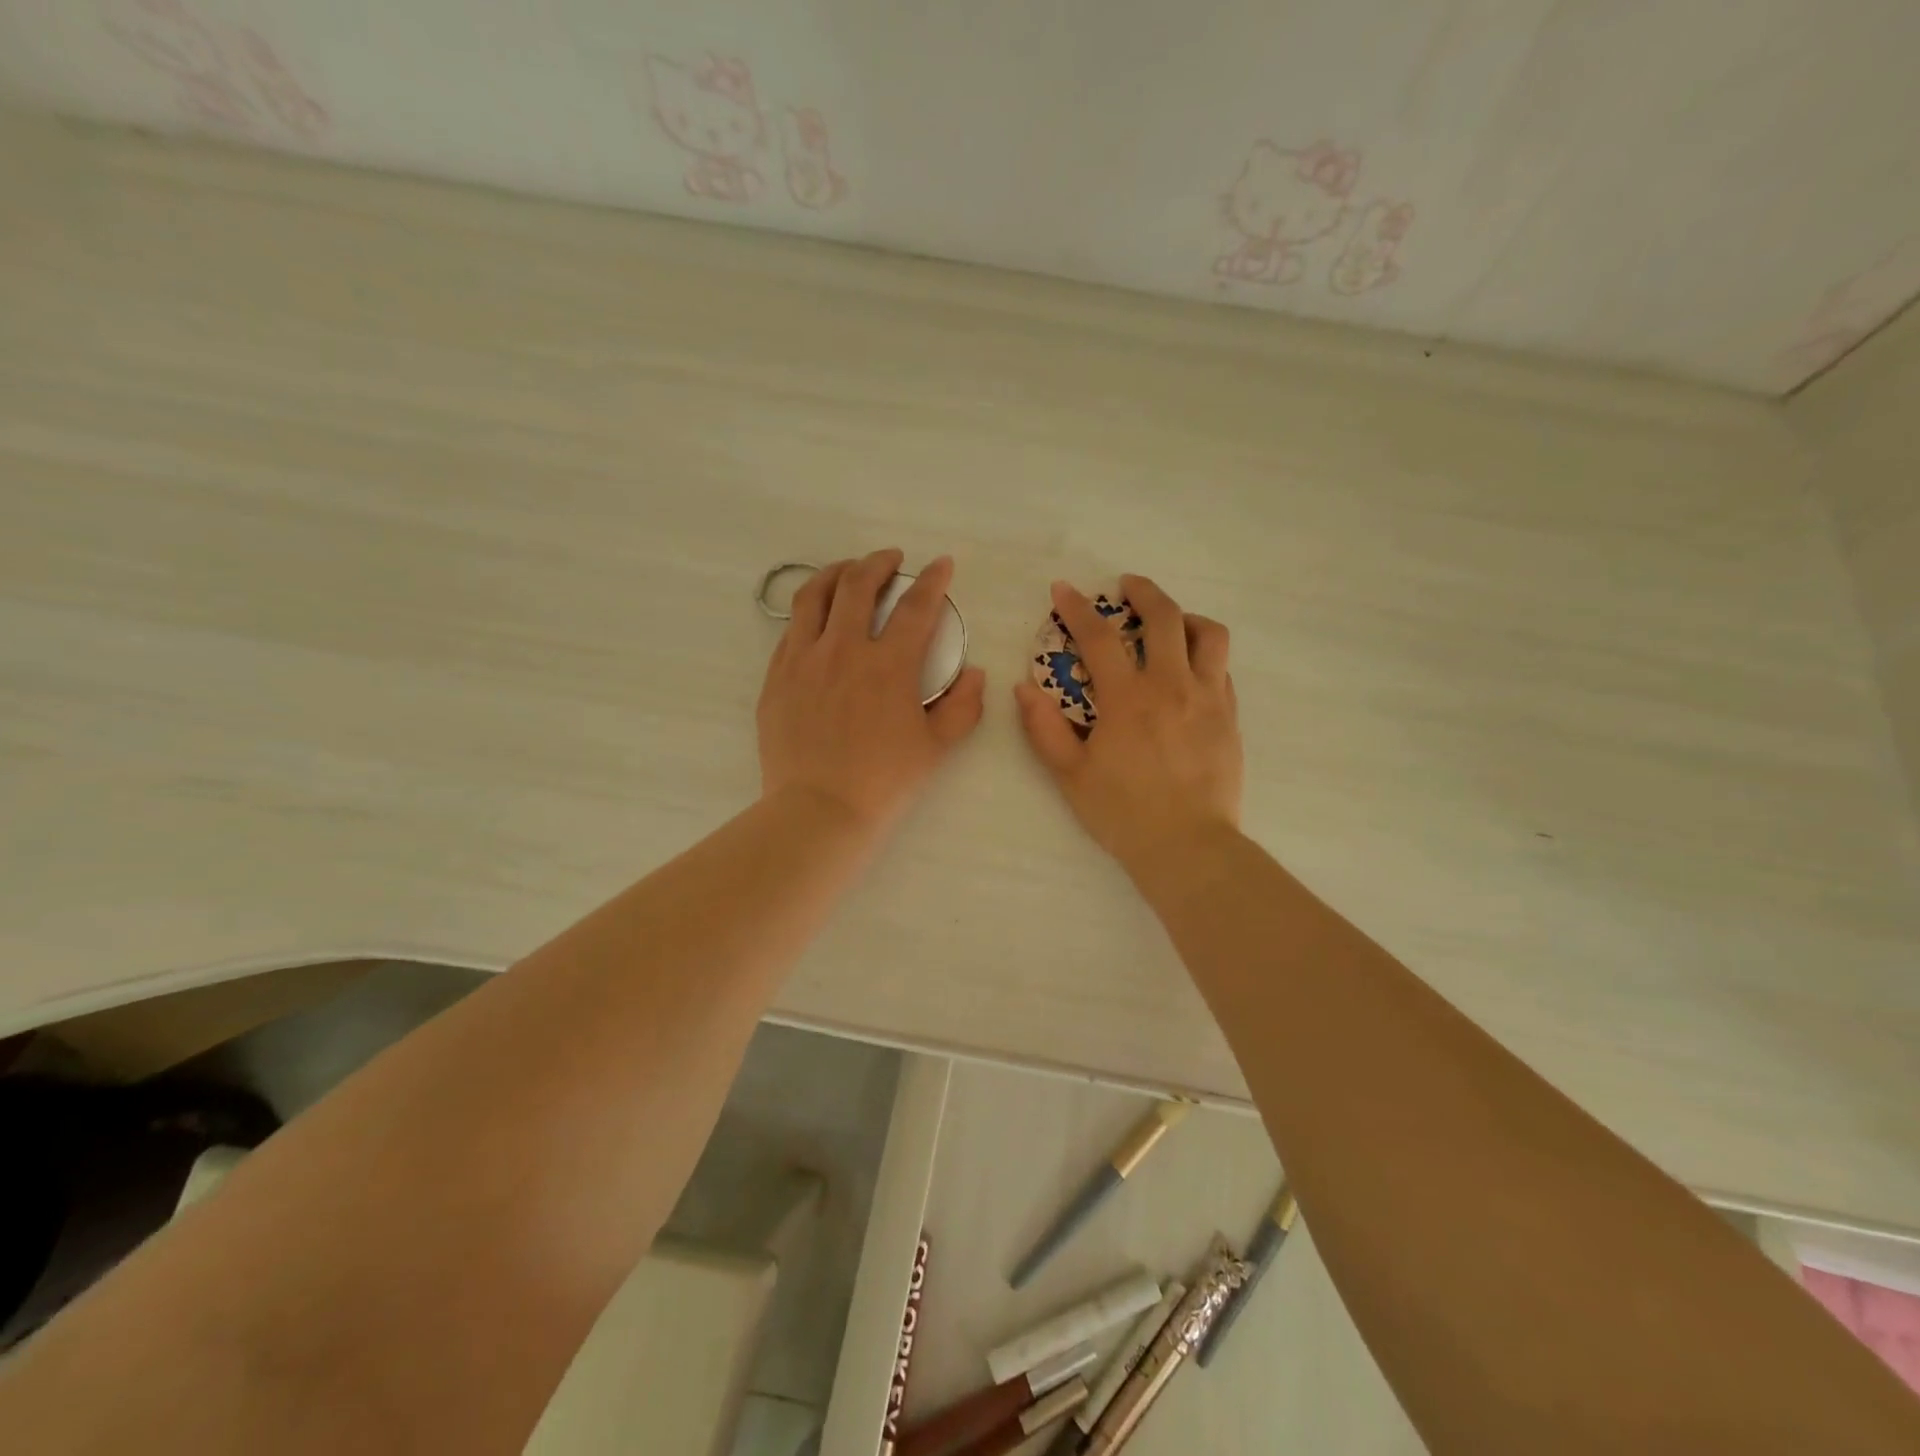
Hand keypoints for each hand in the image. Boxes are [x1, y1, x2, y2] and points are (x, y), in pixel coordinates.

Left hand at [758, 549, 985, 833]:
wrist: (819, 810)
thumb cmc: (884, 781)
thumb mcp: (937, 748)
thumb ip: (963, 707)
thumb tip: (974, 674)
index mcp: (888, 665)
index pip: (916, 607)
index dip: (933, 580)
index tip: (941, 565)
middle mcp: (842, 649)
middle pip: (857, 584)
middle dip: (878, 563)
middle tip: (890, 560)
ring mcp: (802, 660)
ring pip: (812, 595)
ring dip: (834, 573)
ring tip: (847, 572)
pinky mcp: (776, 678)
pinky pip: (790, 630)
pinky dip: (808, 613)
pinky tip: (816, 620)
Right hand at [1014, 575, 1242, 874]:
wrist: (1188, 846)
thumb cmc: (1123, 813)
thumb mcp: (1070, 775)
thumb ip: (1045, 729)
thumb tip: (1024, 688)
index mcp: (1128, 699)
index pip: (1099, 637)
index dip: (1078, 609)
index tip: (1064, 590)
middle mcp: (1172, 686)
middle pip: (1165, 617)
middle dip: (1143, 592)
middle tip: (1126, 587)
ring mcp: (1209, 698)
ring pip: (1209, 635)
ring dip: (1186, 617)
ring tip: (1170, 623)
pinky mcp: (1230, 716)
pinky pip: (1223, 668)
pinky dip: (1204, 655)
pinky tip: (1189, 669)